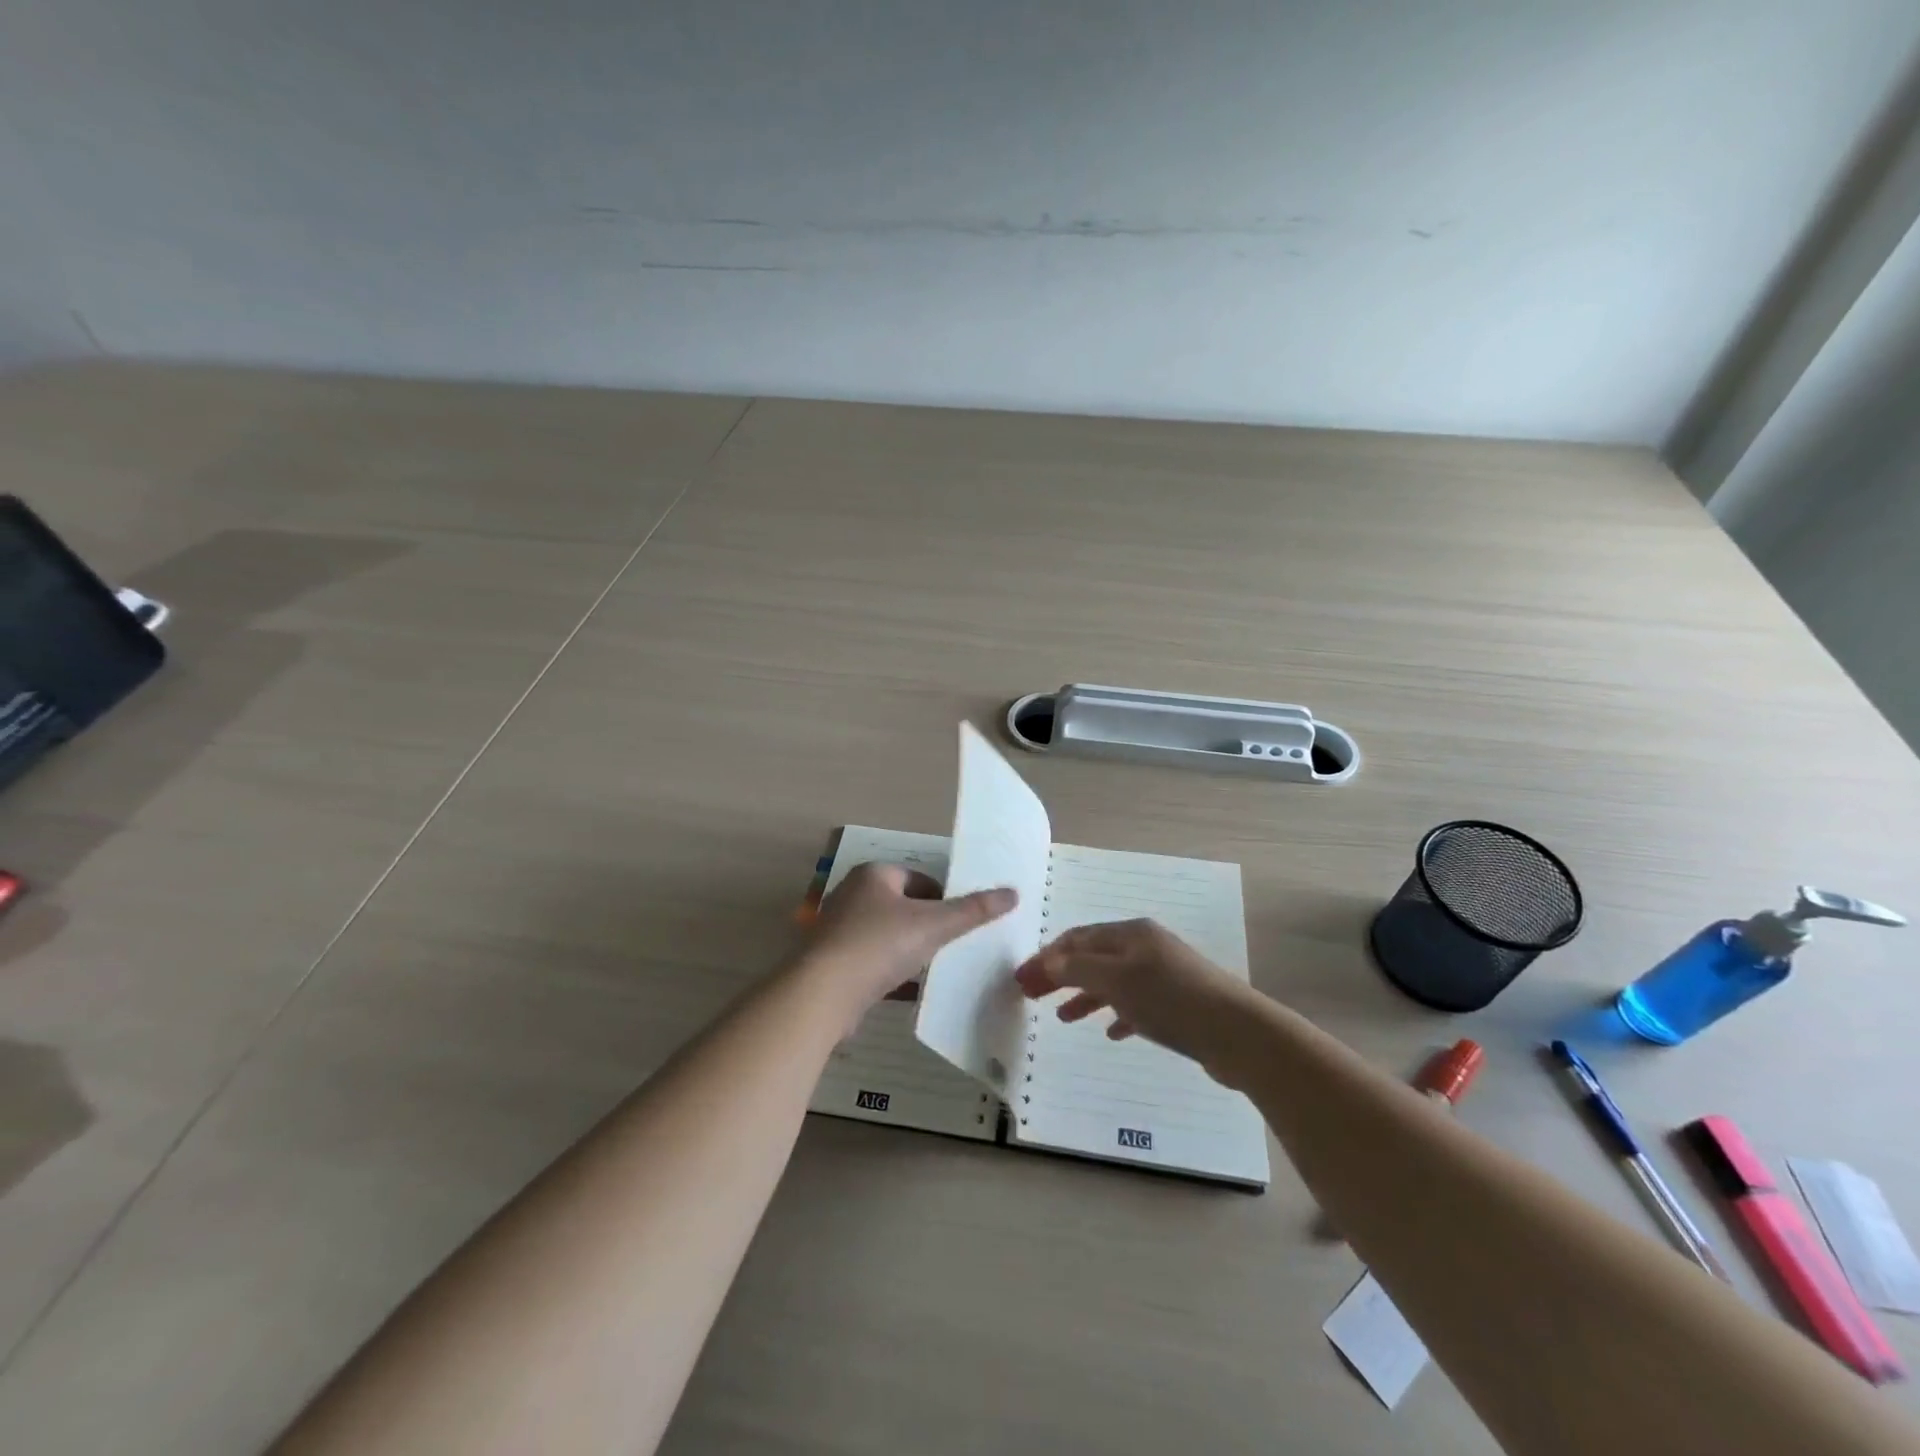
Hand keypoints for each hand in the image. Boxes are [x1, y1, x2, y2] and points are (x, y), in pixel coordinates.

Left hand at [796, 862, 1016, 1027]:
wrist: (822, 994)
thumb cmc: (879, 945)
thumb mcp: (934, 925)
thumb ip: (973, 910)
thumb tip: (1013, 893)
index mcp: (874, 874)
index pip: (921, 879)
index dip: (946, 899)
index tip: (964, 924)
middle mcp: (853, 895)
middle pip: (905, 907)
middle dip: (929, 926)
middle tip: (954, 947)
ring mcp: (840, 929)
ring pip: (889, 936)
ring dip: (911, 950)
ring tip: (936, 969)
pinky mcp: (833, 962)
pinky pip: (873, 962)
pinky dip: (892, 972)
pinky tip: (910, 990)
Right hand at [1014, 919, 1258, 1071]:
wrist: (1237, 1033)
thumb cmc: (1170, 999)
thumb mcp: (1116, 980)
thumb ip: (1078, 969)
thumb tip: (1048, 961)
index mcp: (1130, 934)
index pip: (1078, 938)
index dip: (1047, 956)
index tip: (1022, 978)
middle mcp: (1146, 948)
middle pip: (1093, 957)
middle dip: (1062, 974)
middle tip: (1033, 995)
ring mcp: (1164, 975)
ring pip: (1114, 981)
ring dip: (1085, 995)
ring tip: (1063, 1017)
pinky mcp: (1178, 1004)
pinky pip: (1137, 1004)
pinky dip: (1118, 1013)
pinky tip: (1111, 1032)